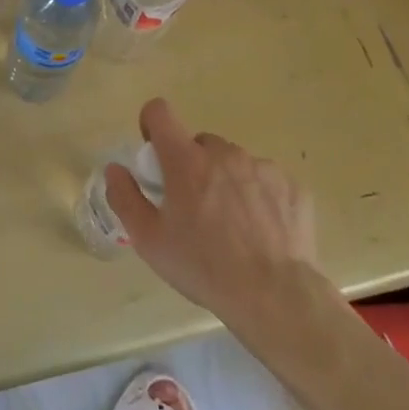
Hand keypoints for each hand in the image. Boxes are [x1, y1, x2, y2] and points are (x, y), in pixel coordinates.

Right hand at [105, 97, 321, 333]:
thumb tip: (115, 169)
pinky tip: (260, 232)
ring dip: (225, 180)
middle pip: (199, 144)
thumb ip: (125, 197)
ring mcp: (262, 167)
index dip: (152, 125)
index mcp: (185, 160)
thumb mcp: (149, 240)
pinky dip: (258, 196)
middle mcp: (224, 153)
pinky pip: (265, 180)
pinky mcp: (292, 186)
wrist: (276, 297)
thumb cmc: (203, 267)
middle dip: (192, 165)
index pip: (160, 113)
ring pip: (234, 162)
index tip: (155, 154)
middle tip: (194, 206)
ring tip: (232, 225)